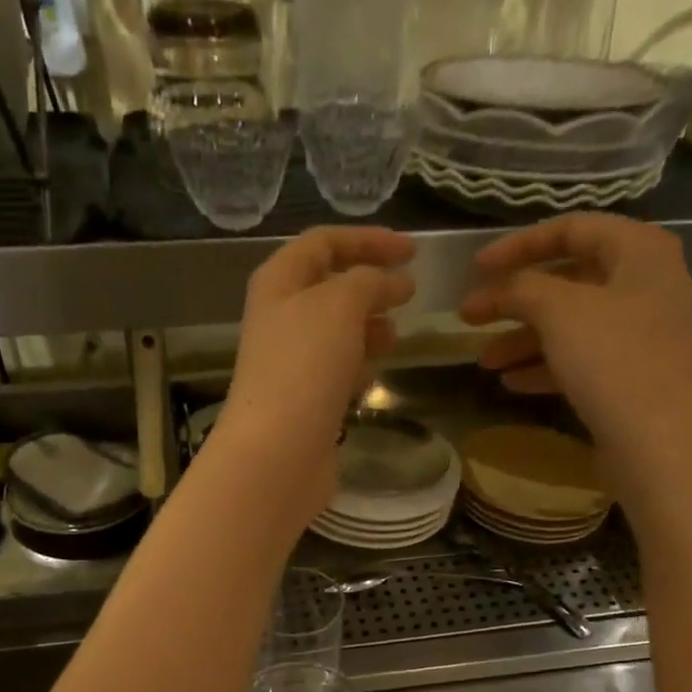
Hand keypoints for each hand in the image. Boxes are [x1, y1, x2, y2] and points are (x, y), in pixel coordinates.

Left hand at [217, 226, 415, 520]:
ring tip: (394, 337)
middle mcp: (280, 317)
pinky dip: (358, 364)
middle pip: (330, 287)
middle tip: (409, 295)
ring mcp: (291, 361)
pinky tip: (373, 375)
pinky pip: (336, 369)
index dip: (369, 240)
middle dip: (371, 285)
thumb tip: (396, 282)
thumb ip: (371, 280)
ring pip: (336, 331)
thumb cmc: (305, 366)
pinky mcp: (305, 400)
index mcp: (279, 281)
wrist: (278, 451)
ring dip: (368, 327)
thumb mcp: (341, 304)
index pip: (324, 242)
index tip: (414, 251)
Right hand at [459, 214, 691, 448]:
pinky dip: (544, 366)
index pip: (572, 228)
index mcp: (639, 251)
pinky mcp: (631, 376)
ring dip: (523, 339)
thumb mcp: (559, 310)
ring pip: (570, 324)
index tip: (476, 269)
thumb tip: (497, 289)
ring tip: (485, 361)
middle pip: (568, 280)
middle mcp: (646, 284)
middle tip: (471, 317)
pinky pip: (580, 359)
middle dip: (515, 300)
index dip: (519, 244)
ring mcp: (641, 334)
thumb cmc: (613, 358)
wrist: (660, 440)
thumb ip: (522, 288)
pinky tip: (511, 382)